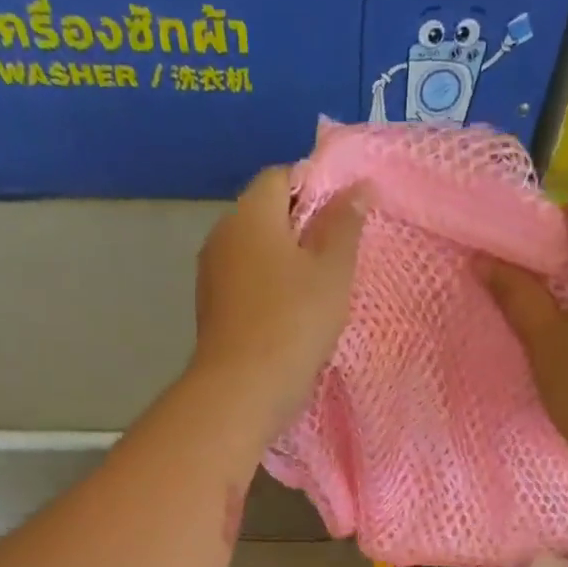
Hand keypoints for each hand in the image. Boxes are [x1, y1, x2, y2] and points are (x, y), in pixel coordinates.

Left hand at [191, 165, 368, 441]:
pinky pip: (245, 282)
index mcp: (250, 214)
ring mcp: (211, 274)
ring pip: (254, 251)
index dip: (315, 187)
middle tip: (337, 257)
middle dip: (301, 227)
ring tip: (317, 290)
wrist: (242, 390)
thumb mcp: (332, 270)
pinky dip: (268, 288)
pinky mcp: (211, 309)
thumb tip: (356, 186)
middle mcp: (222, 235)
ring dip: (284, 262)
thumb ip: (344, 223)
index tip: (343, 219)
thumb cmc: (294, 323)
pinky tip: (291, 315)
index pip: (281, 176)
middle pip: (265, 213)